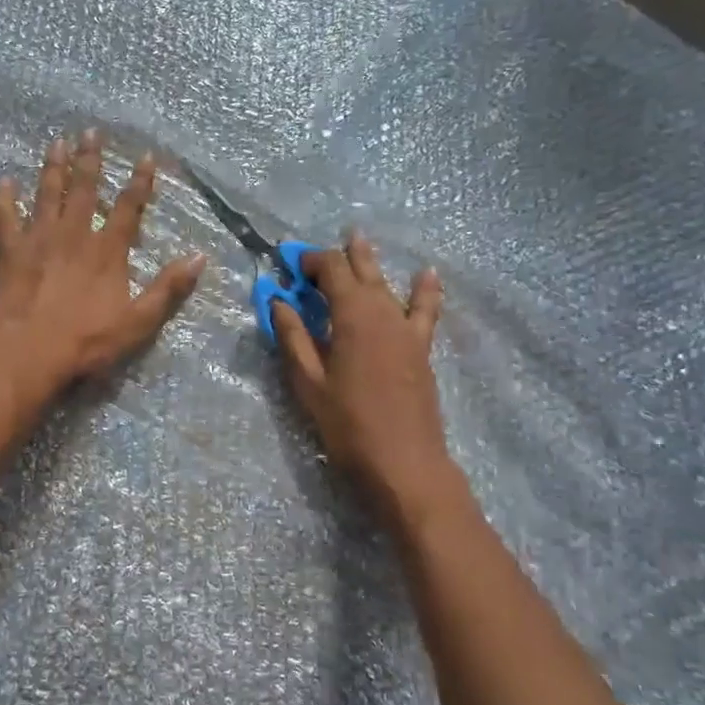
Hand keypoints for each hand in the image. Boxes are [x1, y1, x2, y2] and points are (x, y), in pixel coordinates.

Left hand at [0, 130, 204, 395]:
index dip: (139, 182)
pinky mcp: (9, 251)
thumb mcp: (139, 322)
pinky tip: (4, 182)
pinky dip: (4, 198)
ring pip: (47, 194)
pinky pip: (5, 217)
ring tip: (57, 142)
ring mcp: (38, 239)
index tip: (145, 156)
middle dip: (90, 159)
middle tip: (91, 131)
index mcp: (107, 251)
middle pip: (84, 189)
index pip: (128, 208)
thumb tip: (200, 257)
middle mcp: (74, 235)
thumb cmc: (87, 342)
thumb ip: (168, 288)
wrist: (29, 353)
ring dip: (53, 167)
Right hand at [272, 234, 454, 527]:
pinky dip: (424, 290)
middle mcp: (383, 311)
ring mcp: (407, 329)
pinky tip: (427, 273)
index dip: (310, 260)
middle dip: (337, 257)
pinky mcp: (421, 349)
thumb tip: (278, 300)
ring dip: (370, 263)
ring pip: (387, 284)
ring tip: (359, 239)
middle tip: (315, 254)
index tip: (289, 261)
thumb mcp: (309, 382)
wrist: (405, 464)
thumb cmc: (348, 426)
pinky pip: (425, 309)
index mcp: (353, 315)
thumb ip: (293, 337)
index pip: (332, 270)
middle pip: (360, 271)